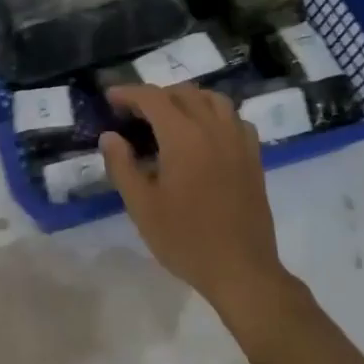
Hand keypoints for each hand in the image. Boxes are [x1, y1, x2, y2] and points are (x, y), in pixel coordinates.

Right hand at [100, 86, 294, 326]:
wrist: (241, 270)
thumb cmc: (186, 239)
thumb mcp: (142, 207)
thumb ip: (122, 166)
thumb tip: (109, 136)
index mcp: (183, 136)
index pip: (153, 98)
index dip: (129, 93)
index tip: (110, 97)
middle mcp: (213, 128)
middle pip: (183, 93)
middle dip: (155, 96)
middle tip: (134, 113)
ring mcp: (238, 140)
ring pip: (213, 100)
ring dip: (187, 99)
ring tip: (169, 117)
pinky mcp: (253, 156)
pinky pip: (235, 119)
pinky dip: (215, 115)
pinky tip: (205, 134)